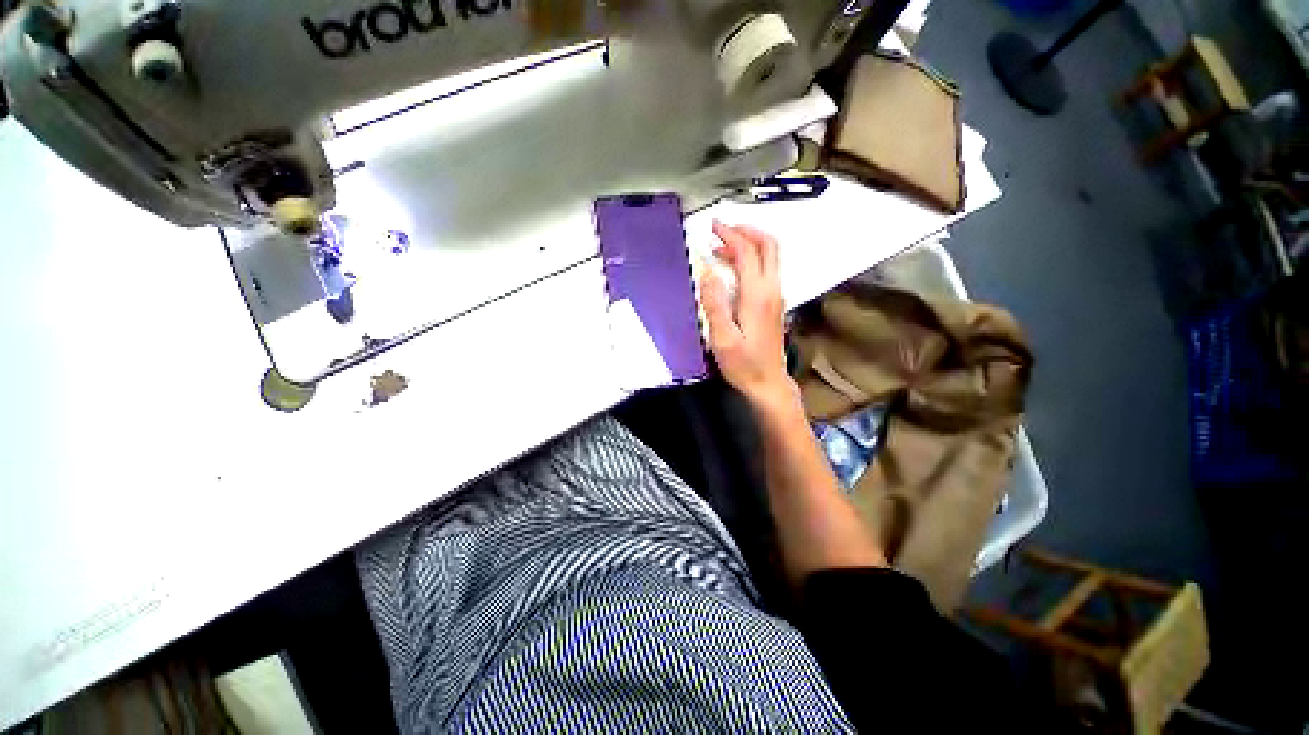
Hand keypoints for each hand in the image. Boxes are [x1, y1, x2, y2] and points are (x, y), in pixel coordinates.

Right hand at [700, 221, 794, 410]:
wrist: (768, 383)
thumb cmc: (743, 364)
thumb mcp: (722, 337)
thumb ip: (714, 303)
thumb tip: (707, 272)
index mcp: (757, 295)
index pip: (747, 252)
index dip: (730, 235)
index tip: (713, 226)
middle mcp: (771, 290)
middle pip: (768, 246)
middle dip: (746, 231)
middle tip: (723, 229)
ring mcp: (776, 296)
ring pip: (769, 257)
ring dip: (748, 244)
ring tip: (721, 247)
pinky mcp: (774, 304)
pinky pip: (766, 270)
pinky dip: (750, 259)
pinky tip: (732, 269)